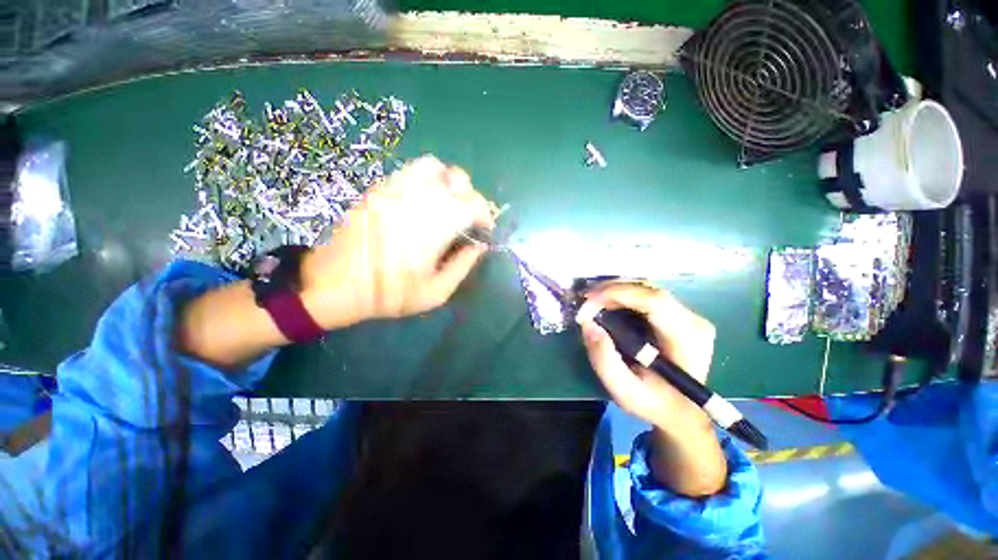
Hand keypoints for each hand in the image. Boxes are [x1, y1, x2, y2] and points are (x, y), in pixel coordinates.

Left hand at [300, 156, 493, 329]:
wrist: (335, 284)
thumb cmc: (389, 294)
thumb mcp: (435, 293)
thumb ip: (463, 266)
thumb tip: (479, 247)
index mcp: (435, 226)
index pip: (473, 204)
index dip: (485, 215)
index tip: (483, 230)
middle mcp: (418, 198)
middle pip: (458, 179)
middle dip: (470, 197)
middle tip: (466, 218)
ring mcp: (395, 188)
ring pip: (434, 166)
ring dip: (448, 183)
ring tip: (445, 204)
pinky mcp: (379, 187)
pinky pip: (410, 169)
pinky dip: (426, 179)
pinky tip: (422, 200)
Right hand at [579, 282, 715, 433]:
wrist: (682, 412)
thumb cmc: (655, 404)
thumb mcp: (625, 391)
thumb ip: (604, 360)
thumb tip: (588, 324)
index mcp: (687, 338)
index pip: (653, 300)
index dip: (617, 293)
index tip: (588, 301)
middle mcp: (693, 319)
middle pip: (648, 289)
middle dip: (611, 290)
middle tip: (585, 300)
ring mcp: (688, 315)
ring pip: (646, 289)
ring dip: (615, 291)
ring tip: (592, 301)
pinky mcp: (678, 314)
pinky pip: (646, 296)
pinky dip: (622, 296)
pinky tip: (606, 304)